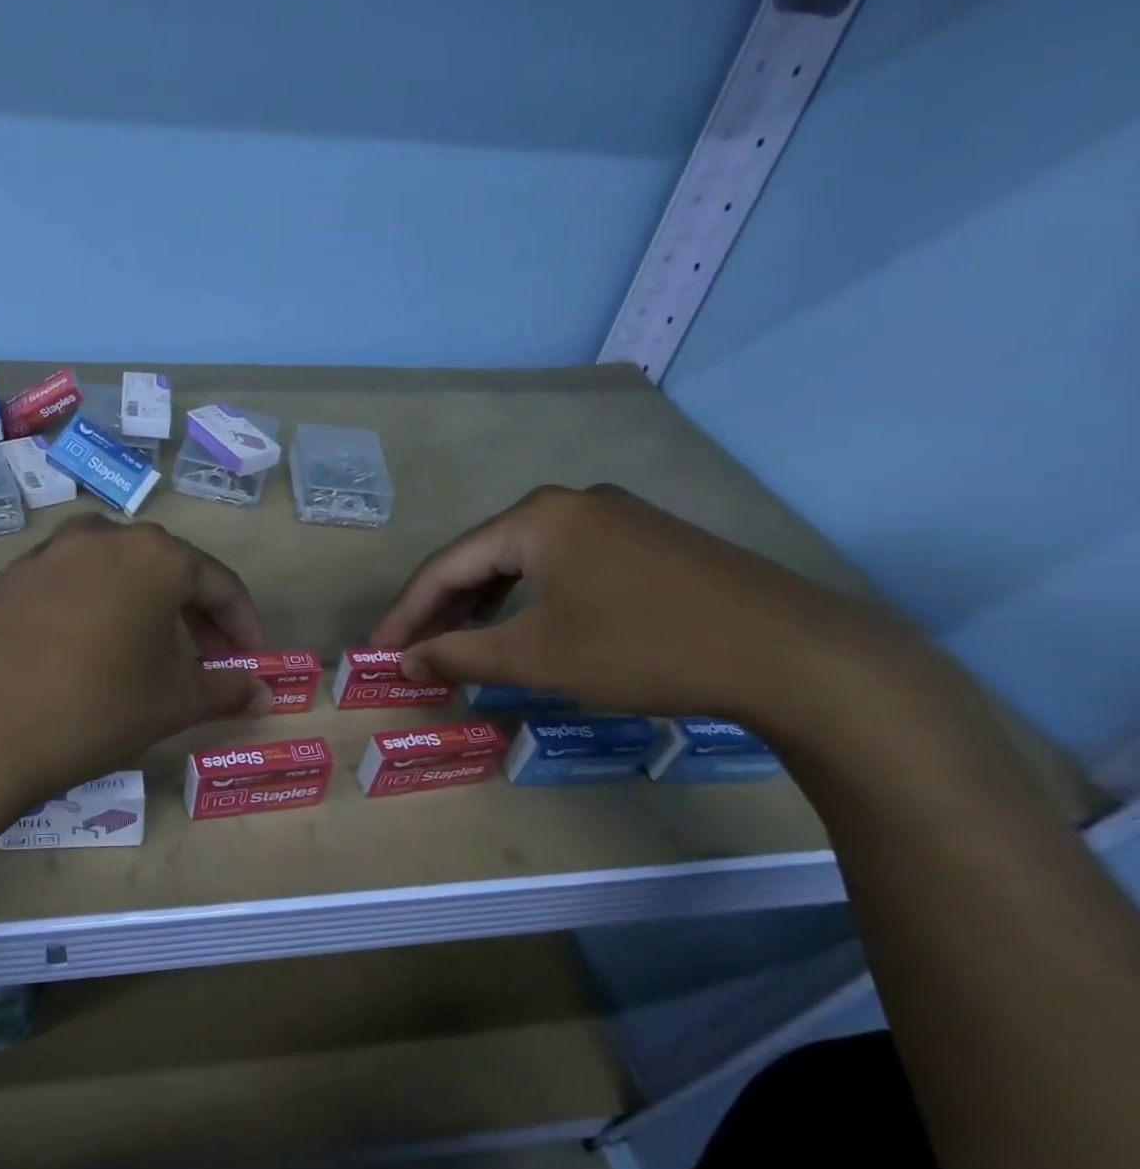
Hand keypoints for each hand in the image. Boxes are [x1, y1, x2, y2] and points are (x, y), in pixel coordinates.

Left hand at [0, 516, 271, 805]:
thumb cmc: (93, 708)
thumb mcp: (172, 702)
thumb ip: (225, 689)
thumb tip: (264, 694)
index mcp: (153, 554)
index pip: (219, 583)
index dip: (243, 625)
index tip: (254, 661)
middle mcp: (102, 536)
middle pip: (168, 571)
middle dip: (197, 617)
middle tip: (210, 662)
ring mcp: (49, 552)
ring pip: (118, 574)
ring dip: (147, 610)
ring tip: (153, 655)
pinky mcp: (11, 576)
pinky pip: (74, 585)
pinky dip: (100, 610)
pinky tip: (93, 651)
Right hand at [370, 485, 907, 727]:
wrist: (791, 653)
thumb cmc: (642, 647)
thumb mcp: (537, 657)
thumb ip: (459, 655)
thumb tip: (405, 664)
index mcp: (535, 518)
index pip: (446, 565)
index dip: (406, 613)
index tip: (378, 653)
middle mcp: (569, 504)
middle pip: (483, 558)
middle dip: (442, 610)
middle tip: (412, 653)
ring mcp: (614, 518)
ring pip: (523, 563)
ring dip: (484, 606)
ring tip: (457, 645)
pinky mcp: (647, 542)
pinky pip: (563, 567)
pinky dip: (530, 600)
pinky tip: (524, 628)